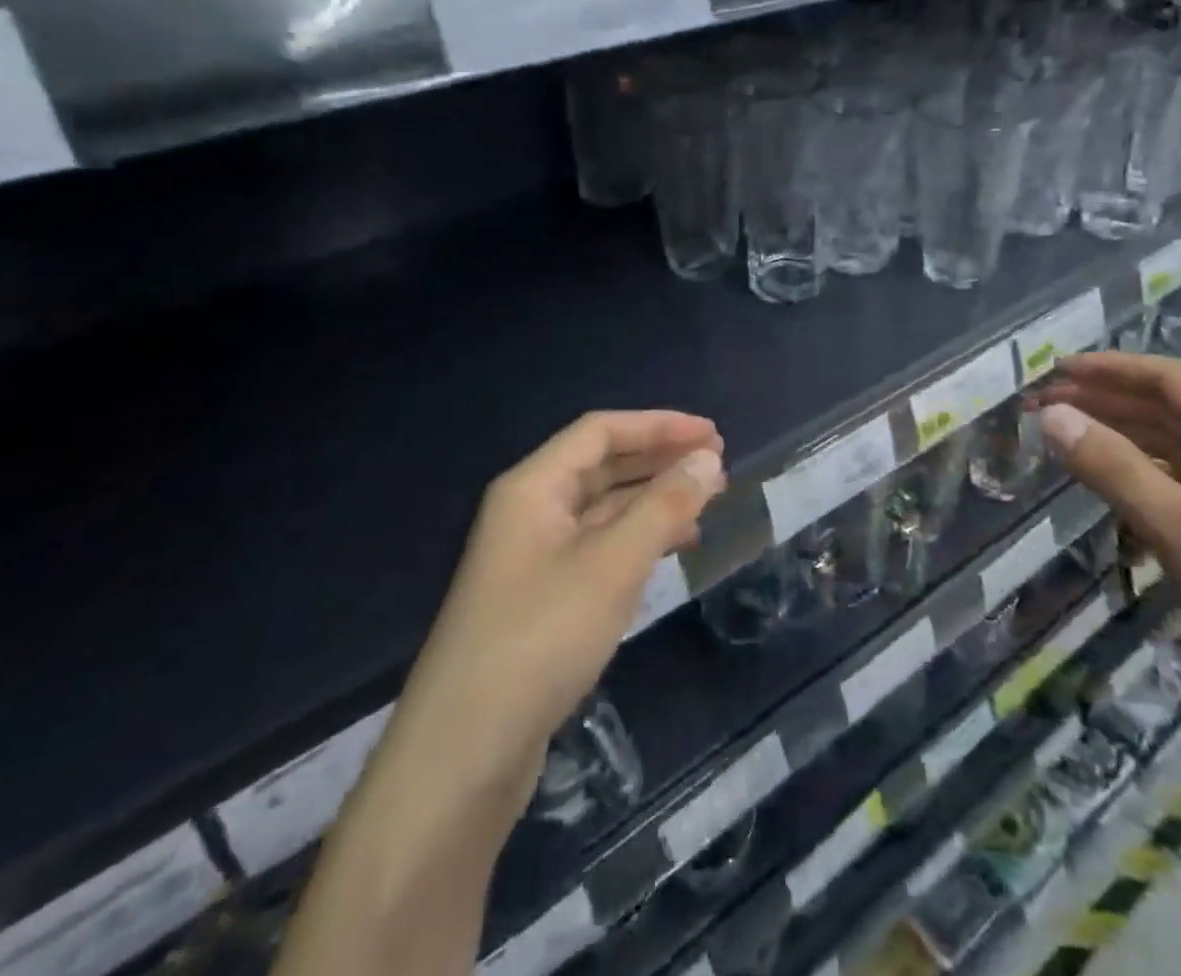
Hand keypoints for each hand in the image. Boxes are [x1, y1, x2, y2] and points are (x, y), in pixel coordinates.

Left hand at [385, 411, 725, 824]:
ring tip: (706, 504)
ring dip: (654, 500)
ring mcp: (534, 558)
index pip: (601, 431)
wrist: (463, 756)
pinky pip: (600, 549)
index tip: (713, 435)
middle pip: (602, 466)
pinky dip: (638, 541)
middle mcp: (530, 512)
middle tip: (717, 467)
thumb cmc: (540, 640)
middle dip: (659, 460)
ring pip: (603, 510)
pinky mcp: (543, 600)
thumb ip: (664, 506)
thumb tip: (707, 458)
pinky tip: (672, 550)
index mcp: (533, 487)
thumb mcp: (612, 565)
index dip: (659, 426)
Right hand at [1032, 352, 1180, 742]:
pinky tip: (1110, 486)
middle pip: (1169, 409)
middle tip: (1046, 406)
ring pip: (1174, 447)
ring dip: (1120, 436)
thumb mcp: (1180, 528)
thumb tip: (1051, 415)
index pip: (1169, 379)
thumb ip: (1113, 467)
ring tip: (1066, 438)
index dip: (1110, 368)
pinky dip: (1141, 475)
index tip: (1055, 371)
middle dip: (1106, 401)